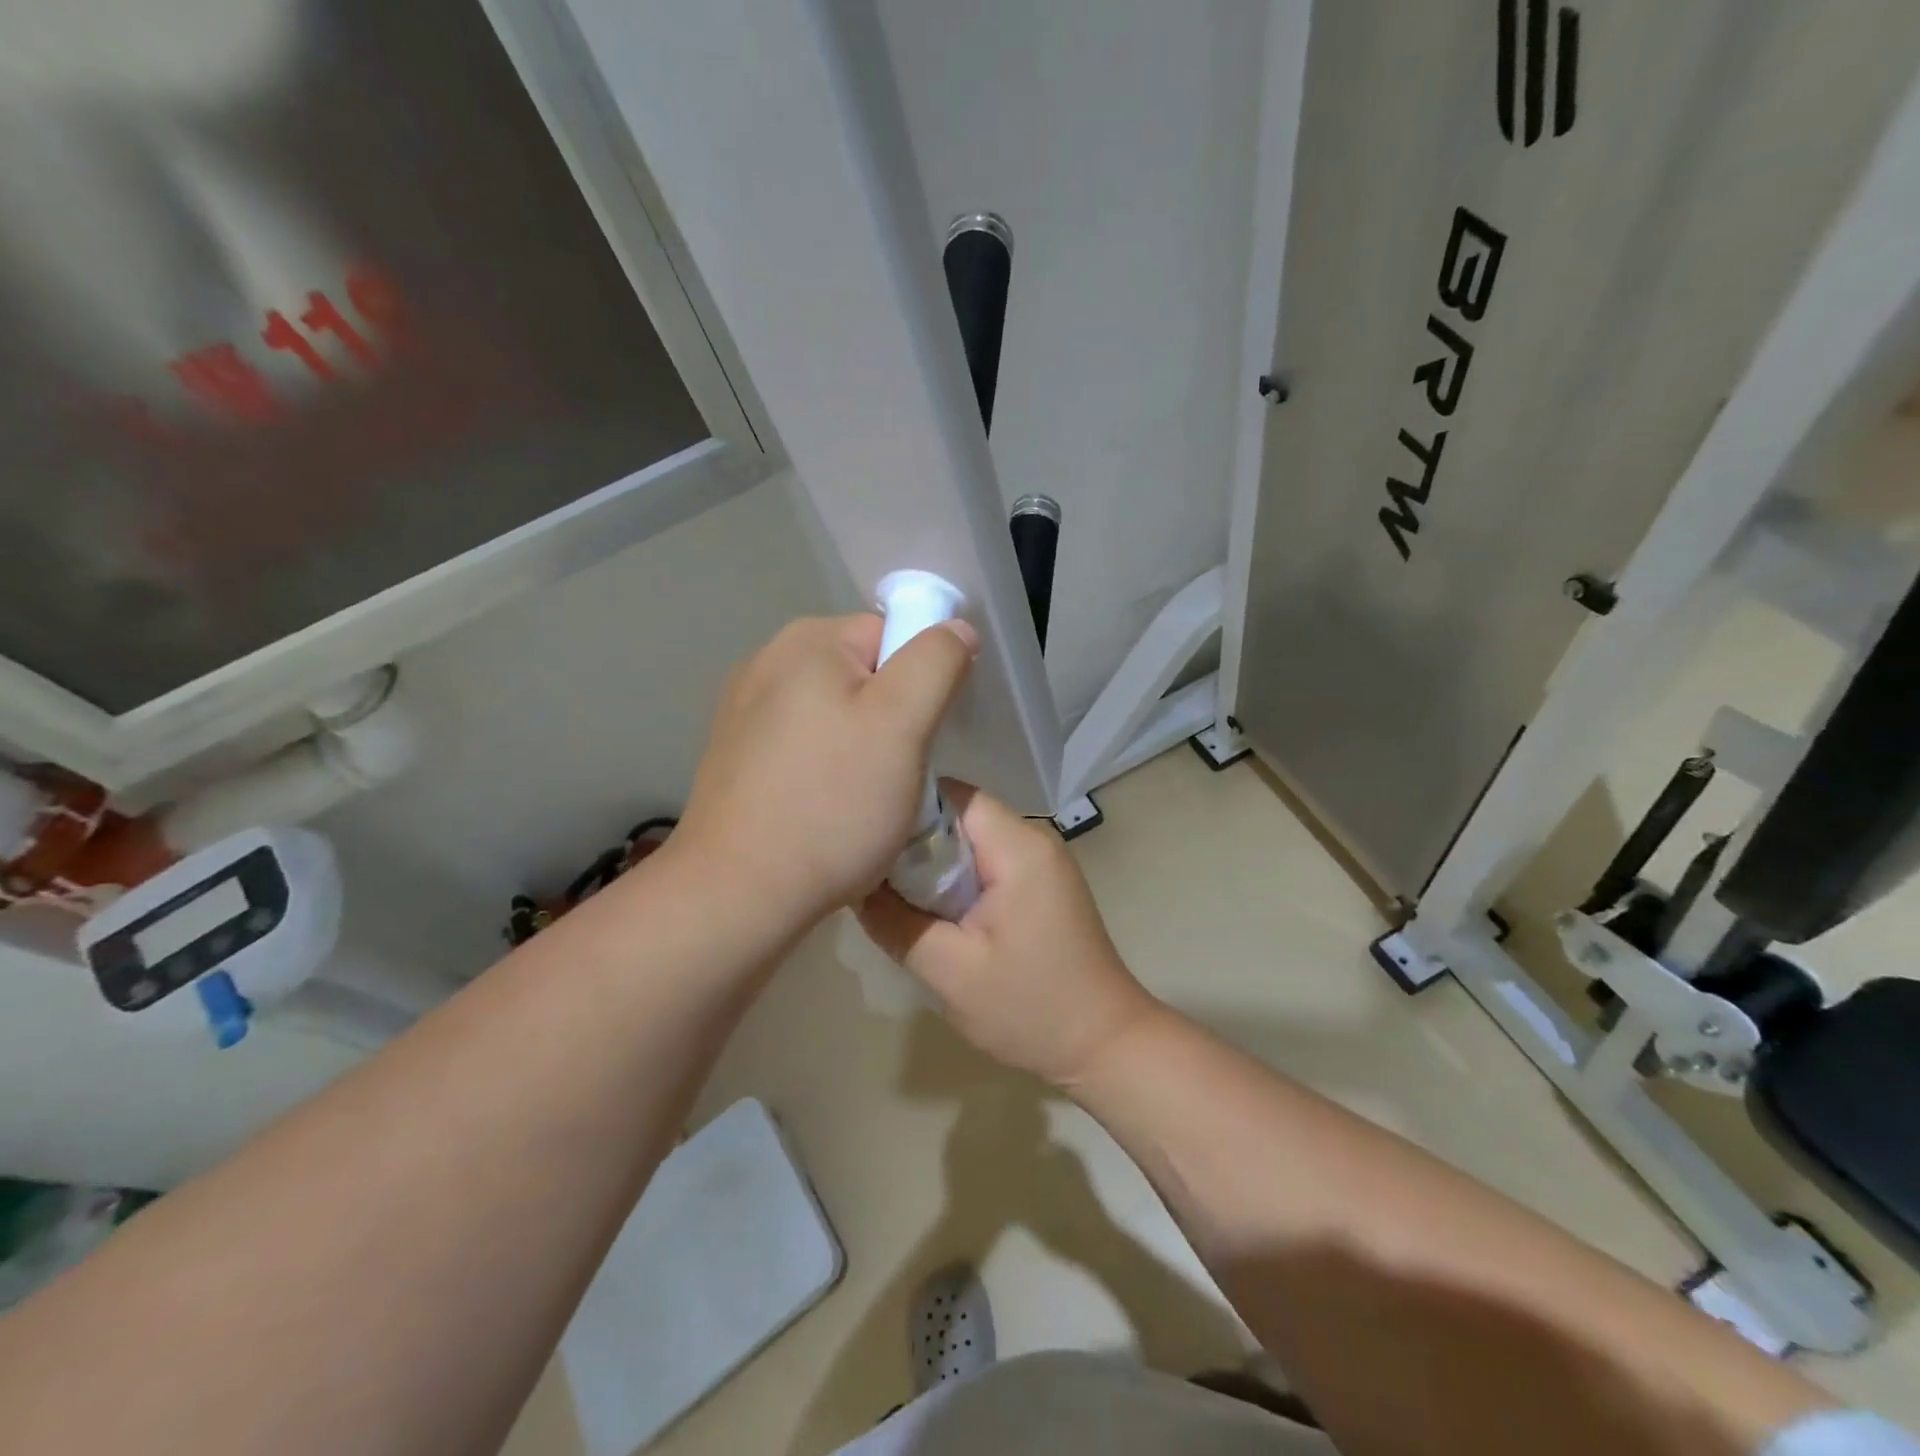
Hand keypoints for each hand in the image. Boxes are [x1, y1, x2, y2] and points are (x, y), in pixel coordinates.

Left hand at [677, 614, 975, 926]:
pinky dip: (824, 770)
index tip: (922, 740)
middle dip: (891, 721)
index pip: (894, 636)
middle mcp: (769, 660)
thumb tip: (954, 628)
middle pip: (865, 675)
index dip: (923, 686)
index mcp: (809, 641)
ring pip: (836, 715)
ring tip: (860, 801)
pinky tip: (822, 810)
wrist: (739, 891)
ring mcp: (745, 709)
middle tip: (895, 776)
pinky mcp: (736, 754)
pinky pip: (804, 745)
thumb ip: (936, 661)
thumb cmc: (832, 803)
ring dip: (861, 749)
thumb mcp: (903, 724)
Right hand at [857, 785, 1160, 1088]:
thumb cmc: (1030, 1008)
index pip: (951, 795)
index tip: (866, 839)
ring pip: (971, 842)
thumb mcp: (949, 971)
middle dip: (914, 841)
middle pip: (959, 816)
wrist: (1104, 1046)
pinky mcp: (1041, 886)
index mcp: (1018, 847)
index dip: (906, 809)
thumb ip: (895, 922)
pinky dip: (956, 880)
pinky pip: (987, 864)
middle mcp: (1034, 839)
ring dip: (933, 864)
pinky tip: (932, 911)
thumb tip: (855, 885)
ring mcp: (1041, 862)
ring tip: (893, 895)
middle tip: (870, 873)